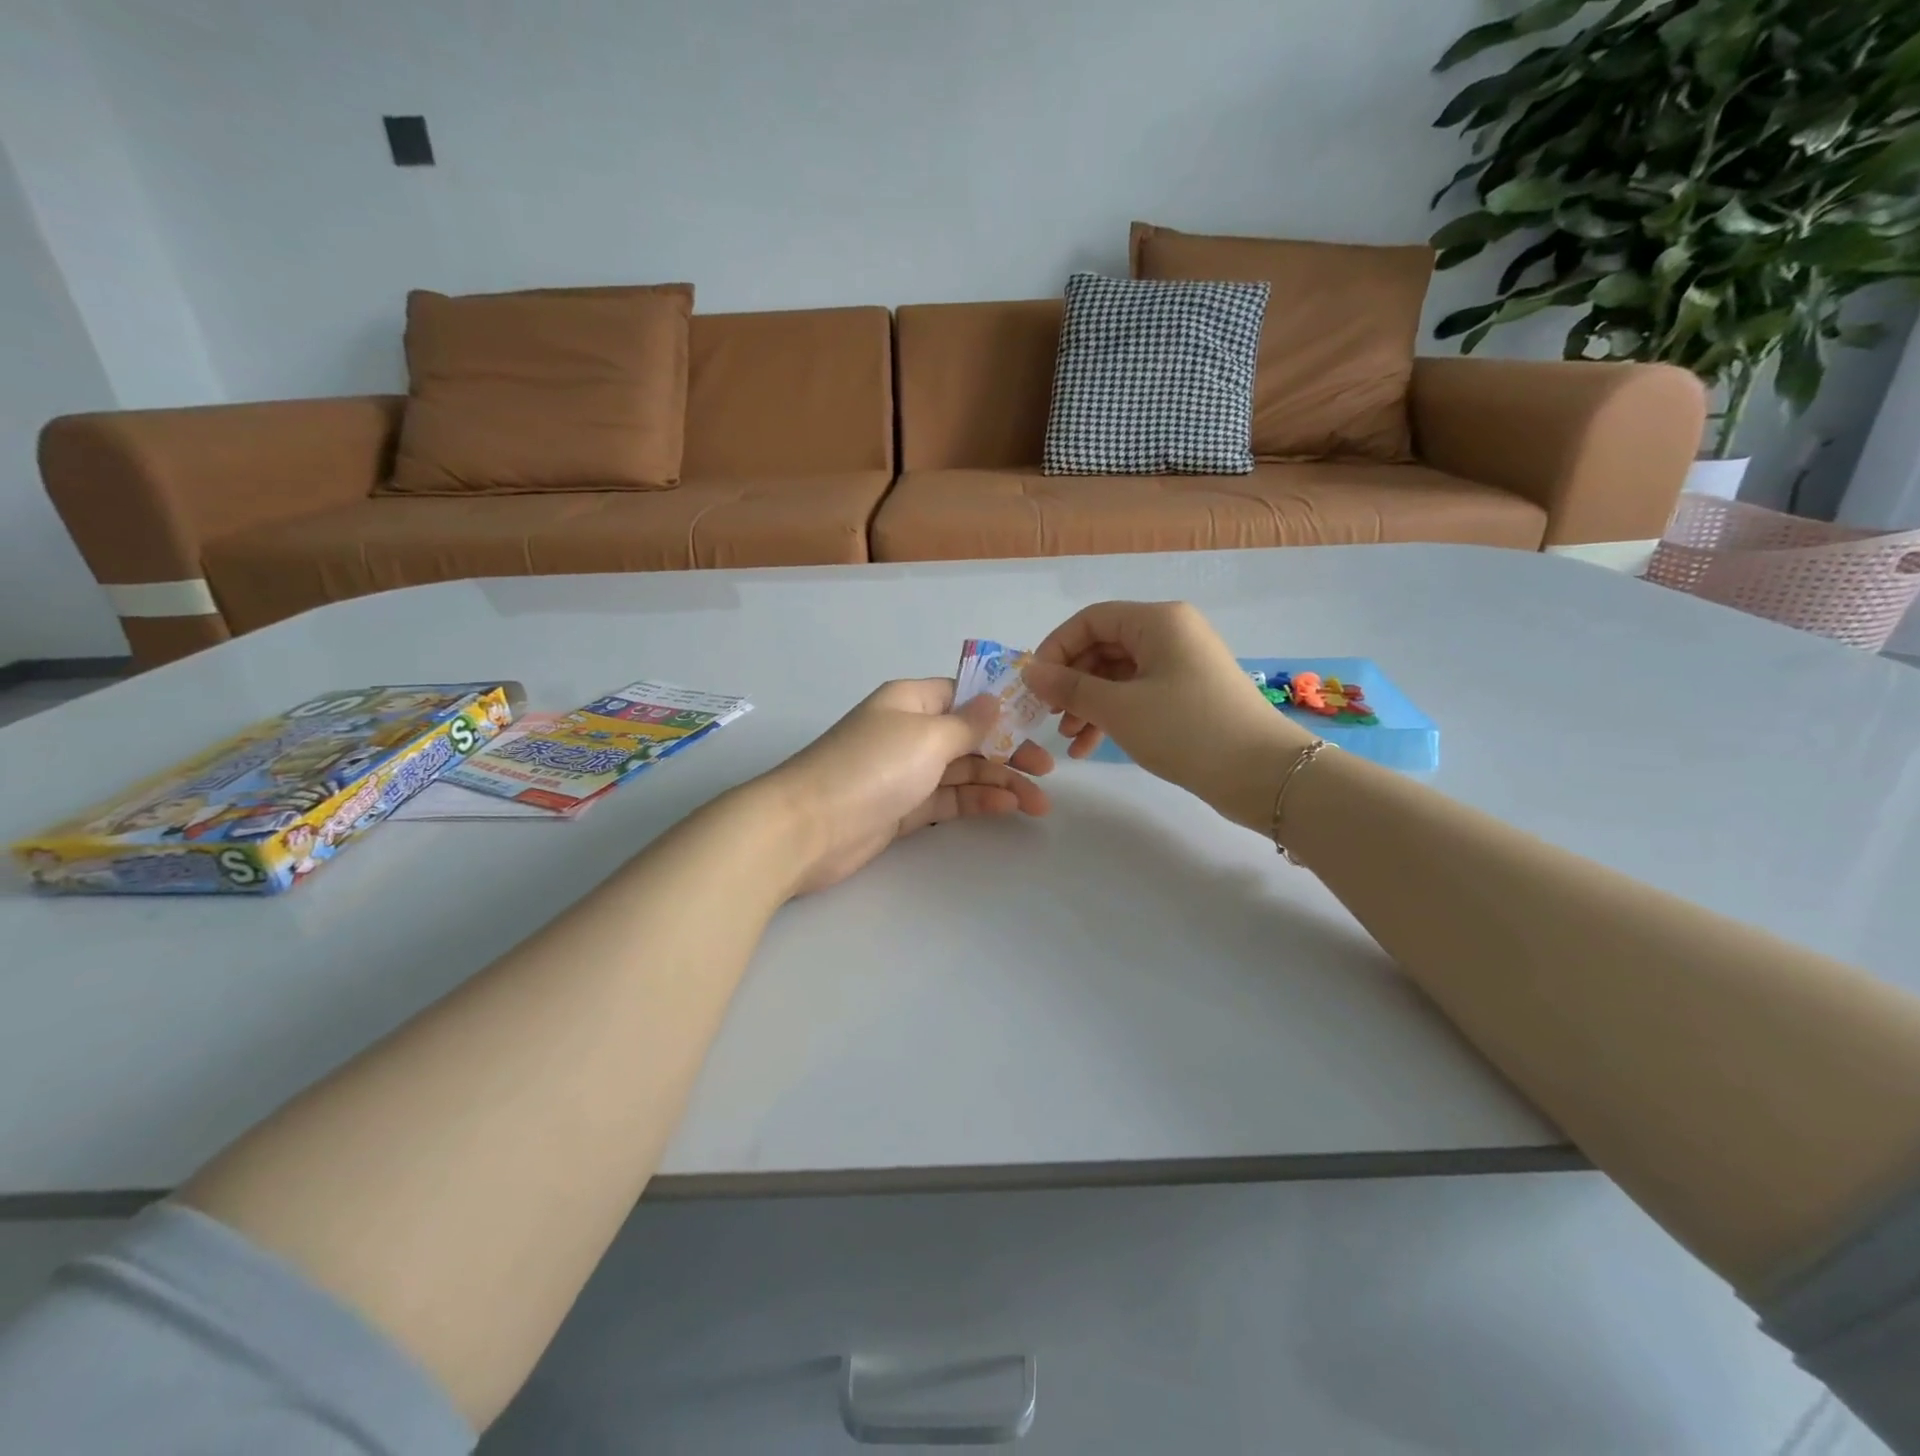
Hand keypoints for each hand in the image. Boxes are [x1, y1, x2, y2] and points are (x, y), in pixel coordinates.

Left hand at [762, 678, 1053, 893]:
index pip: (963, 694)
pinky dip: (976, 800)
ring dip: (1000, 781)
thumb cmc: (872, 767)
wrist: (807, 828)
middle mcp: (908, 731)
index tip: (1039, 719)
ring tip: (1038, 803)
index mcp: (910, 700)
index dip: (1001, 705)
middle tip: (1047, 770)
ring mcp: (904, 772)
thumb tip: (995, 699)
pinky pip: (947, 798)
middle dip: (1009, 750)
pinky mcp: (901, 809)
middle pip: (968, 735)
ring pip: (962, 770)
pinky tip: (1007, 807)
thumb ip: (968, 723)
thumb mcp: (927, 736)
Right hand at [1024, 601, 1309, 825]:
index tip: (1035, 685)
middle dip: (1072, 681)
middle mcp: (1171, 633)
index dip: (1057, 648)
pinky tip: (1090, 746)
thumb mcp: (1119, 708)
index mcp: (1157, 621)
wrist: (1262, 774)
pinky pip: (1138, 694)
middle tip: (1049, 714)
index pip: (1091, 620)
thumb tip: (1030, 672)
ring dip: (1089, 704)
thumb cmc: (1186, 729)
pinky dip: (1113, 716)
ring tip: (1068, 738)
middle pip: (1104, 646)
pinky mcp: (1188, 694)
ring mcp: (1181, 664)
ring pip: (1119, 675)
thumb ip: (1069, 687)